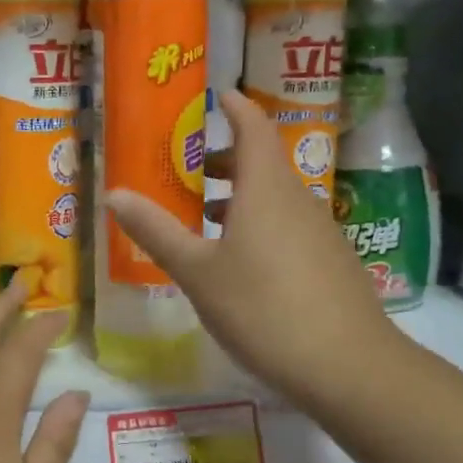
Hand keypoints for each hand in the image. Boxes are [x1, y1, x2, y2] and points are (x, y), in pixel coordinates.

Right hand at [107, 90, 391, 408]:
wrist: (347, 366)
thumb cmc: (263, 308)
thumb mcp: (197, 272)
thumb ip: (157, 231)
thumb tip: (115, 193)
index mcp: (266, 188)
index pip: (253, 127)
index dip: (235, 107)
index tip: (216, 96)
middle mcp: (298, 200)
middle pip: (264, 162)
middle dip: (227, 159)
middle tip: (192, 169)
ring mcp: (321, 232)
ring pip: (276, 198)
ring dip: (242, 197)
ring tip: (206, 217)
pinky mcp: (332, 263)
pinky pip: (290, 226)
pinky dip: (261, 224)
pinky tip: (242, 263)